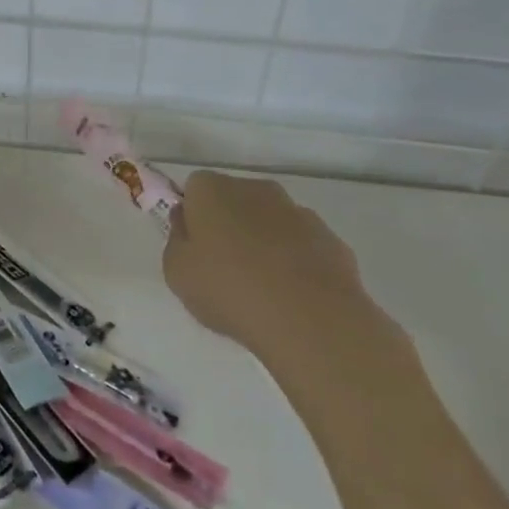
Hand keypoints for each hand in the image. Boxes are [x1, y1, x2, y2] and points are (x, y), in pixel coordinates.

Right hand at [163, 172, 401, 386]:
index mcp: (212, 190)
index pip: (194, 188)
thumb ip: (177, 241)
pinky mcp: (331, 240)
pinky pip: (303, 245)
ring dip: (264, 242)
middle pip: (235, 199)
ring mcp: (298, 212)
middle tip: (223, 267)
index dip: (192, 215)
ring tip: (262, 288)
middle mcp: (255, 189)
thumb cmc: (229, 290)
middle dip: (229, 224)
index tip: (194, 247)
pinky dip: (296, 262)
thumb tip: (187, 224)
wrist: (310, 320)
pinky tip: (294, 296)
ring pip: (271, 221)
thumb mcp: (177, 273)